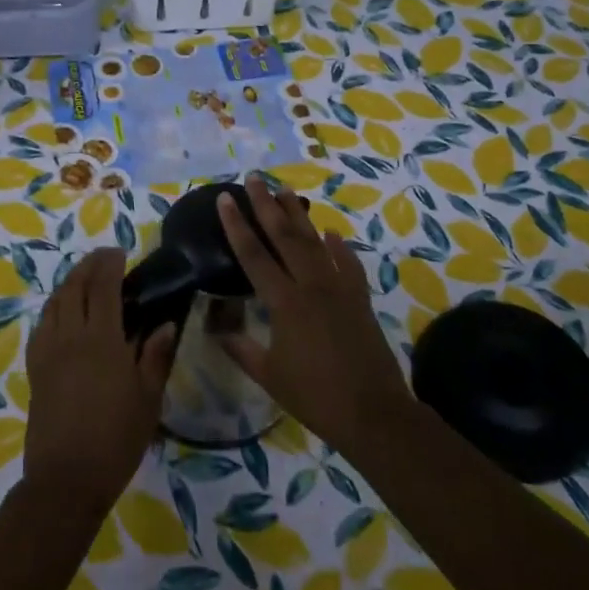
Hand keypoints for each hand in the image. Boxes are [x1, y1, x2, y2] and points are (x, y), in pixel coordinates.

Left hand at [23, 248, 177, 514]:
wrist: (66, 478)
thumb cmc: (116, 438)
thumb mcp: (148, 398)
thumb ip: (155, 356)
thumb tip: (165, 323)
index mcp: (102, 340)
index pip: (104, 286)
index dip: (110, 263)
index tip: (121, 252)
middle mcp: (70, 336)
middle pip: (74, 286)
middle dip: (88, 265)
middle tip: (104, 258)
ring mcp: (48, 351)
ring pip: (54, 302)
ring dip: (69, 282)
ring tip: (85, 279)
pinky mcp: (35, 368)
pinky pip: (42, 325)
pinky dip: (54, 307)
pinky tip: (63, 313)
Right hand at [217, 174, 414, 453]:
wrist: (372, 412)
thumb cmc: (314, 396)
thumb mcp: (269, 374)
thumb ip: (240, 348)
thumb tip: (215, 328)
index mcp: (284, 303)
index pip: (253, 255)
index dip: (237, 225)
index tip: (226, 197)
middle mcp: (311, 286)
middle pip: (285, 236)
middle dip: (267, 205)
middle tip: (254, 177)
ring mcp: (339, 289)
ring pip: (315, 242)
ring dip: (299, 215)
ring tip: (285, 191)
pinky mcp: (359, 298)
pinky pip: (346, 263)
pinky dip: (337, 246)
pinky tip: (330, 232)